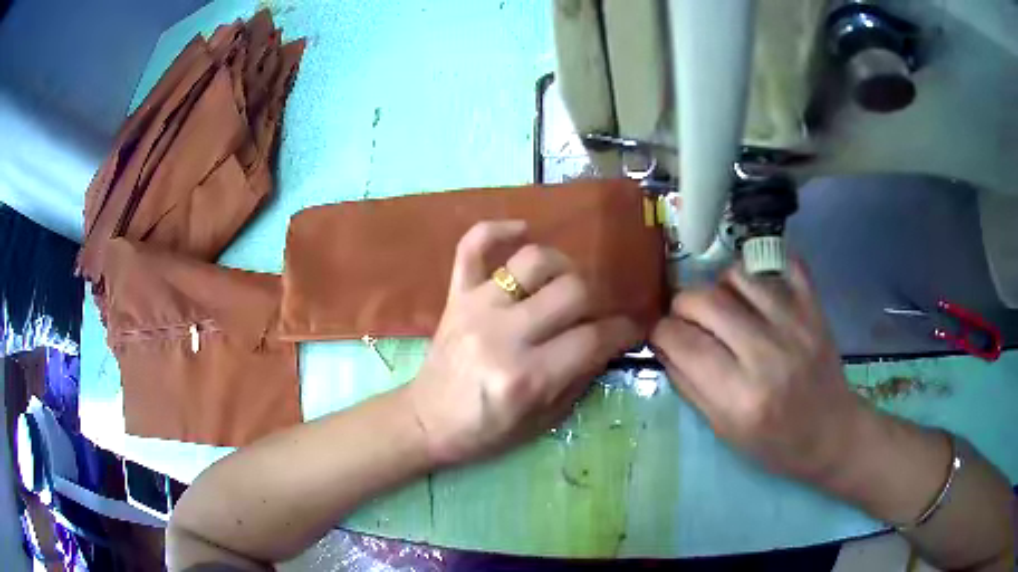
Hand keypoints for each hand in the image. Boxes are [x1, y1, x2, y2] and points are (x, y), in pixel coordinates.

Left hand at [407, 221, 640, 465]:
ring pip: (533, 261)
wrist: (427, 421)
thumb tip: (608, 340)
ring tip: (564, 283)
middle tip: (595, 312)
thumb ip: (580, 378)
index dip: (623, 330)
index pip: (593, 338)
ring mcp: (476, 308)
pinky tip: (522, 231)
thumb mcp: (543, 420)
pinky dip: (498, 230)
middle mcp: (504, 335)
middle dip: (597, 300)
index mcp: (528, 377)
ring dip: (562, 266)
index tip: (631, 328)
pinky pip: (473, 246)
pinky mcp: (455, 295)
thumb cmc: (486, 430)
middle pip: (573, 291)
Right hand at [651, 260, 864, 482]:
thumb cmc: (775, 444)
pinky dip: (762, 268)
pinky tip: (755, 289)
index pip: (682, 342)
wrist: (831, 433)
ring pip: (738, 275)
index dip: (660, 332)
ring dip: (718, 286)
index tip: (660, 335)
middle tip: (685, 319)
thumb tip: (664, 345)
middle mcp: (767, 353)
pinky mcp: (814, 308)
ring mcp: (795, 324)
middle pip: (705, 300)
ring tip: (722, 306)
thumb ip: (690, 385)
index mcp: (739, 396)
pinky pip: (783, 264)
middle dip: (682, 305)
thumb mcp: (724, 430)